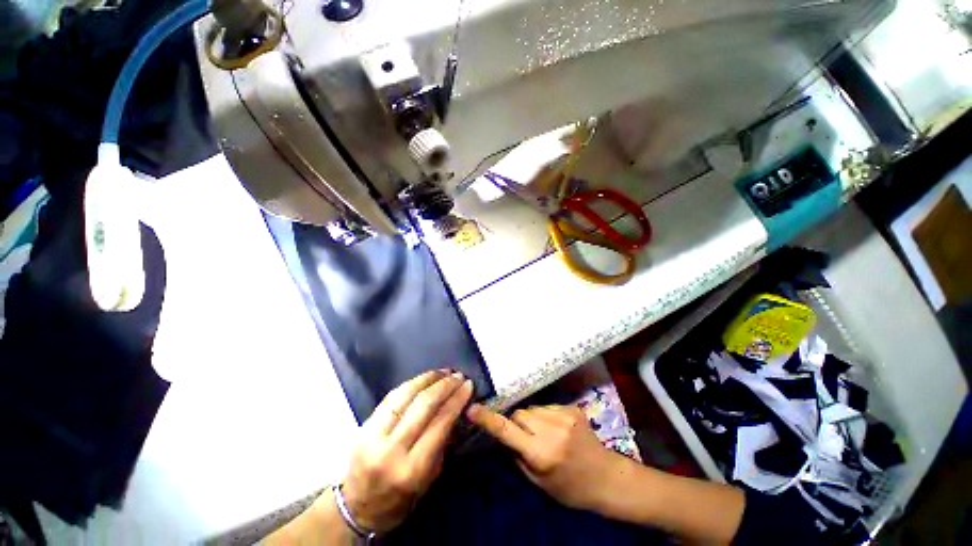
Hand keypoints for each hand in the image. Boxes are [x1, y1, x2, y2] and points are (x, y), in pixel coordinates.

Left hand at [342, 370, 473, 533]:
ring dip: (427, 378)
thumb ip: (444, 441)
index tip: (468, 385)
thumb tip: (457, 407)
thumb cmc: (401, 499)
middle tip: (458, 376)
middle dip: (444, 385)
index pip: (440, 422)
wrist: (357, 509)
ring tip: (443, 372)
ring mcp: (373, 435)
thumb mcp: (430, 477)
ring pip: (405, 395)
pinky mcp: (364, 425)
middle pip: (423, 404)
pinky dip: (410, 384)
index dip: (457, 399)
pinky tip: (423, 379)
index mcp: (412, 469)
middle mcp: (391, 450)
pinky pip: (391, 396)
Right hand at [466, 403, 629, 512]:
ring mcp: (565, 415)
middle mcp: (552, 430)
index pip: (508, 431)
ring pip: (532, 408)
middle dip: (516, 423)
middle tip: (525, 438)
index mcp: (542, 453)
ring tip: (544, 434)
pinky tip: (557, 429)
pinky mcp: (573, 408)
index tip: (473, 409)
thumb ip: (518, 456)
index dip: (488, 419)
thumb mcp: (539, 481)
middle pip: (520, 414)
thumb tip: (503, 435)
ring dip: (531, 419)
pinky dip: (545, 416)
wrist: (606, 477)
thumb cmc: (570, 488)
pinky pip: (547, 406)